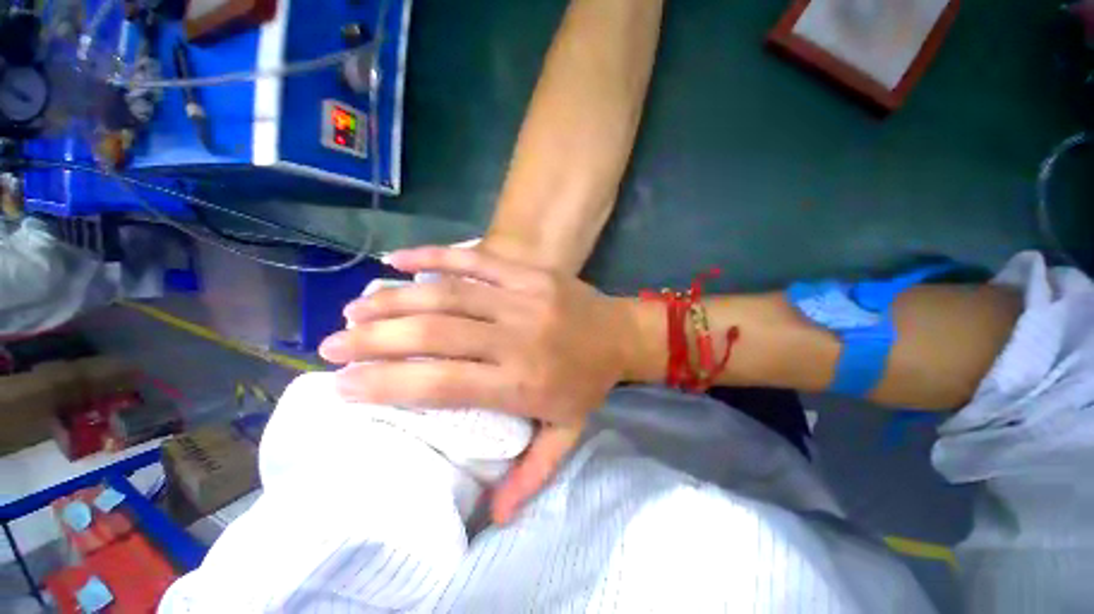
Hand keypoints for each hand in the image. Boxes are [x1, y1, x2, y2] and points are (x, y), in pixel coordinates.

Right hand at [318, 246, 639, 522]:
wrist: (621, 333)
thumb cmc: (591, 381)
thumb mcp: (569, 432)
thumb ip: (533, 473)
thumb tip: (494, 518)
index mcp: (521, 382)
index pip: (441, 384)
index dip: (388, 384)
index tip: (343, 384)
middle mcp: (515, 337)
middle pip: (435, 335)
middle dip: (376, 339)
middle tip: (332, 344)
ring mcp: (522, 297)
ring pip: (448, 294)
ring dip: (396, 300)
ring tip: (356, 308)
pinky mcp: (528, 272)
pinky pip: (475, 259)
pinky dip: (434, 256)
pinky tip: (397, 259)